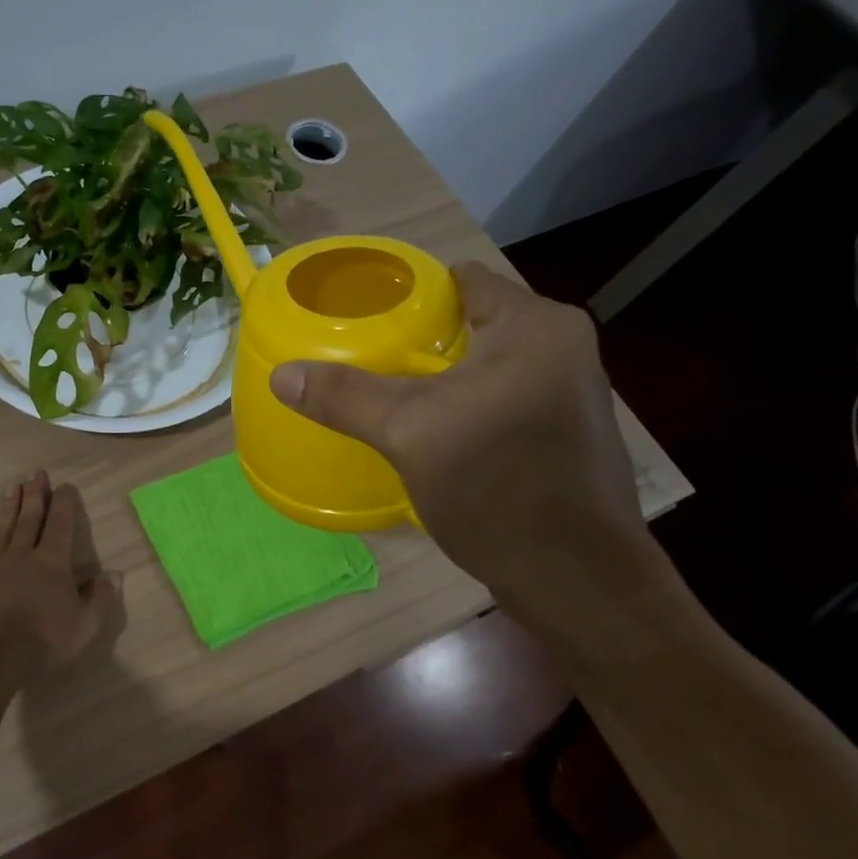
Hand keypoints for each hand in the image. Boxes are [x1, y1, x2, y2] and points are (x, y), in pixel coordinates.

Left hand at [0, 470, 120, 674]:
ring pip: (4, 527)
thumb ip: (100, 598)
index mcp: (52, 561)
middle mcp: (23, 554)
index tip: (65, 485)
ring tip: (12, 487)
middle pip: (30, 518)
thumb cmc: (43, 640)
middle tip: (35, 472)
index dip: (64, 503)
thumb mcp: (84, 625)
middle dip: (35, 494)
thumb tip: (114, 574)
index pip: (60, 524)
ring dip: (10, 506)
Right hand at [270, 263, 657, 622]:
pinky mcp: (563, 432)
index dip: (409, 292)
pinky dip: (464, 402)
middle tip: (364, 355)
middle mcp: (562, 346)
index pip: (462, 280)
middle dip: (419, 338)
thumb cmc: (498, 487)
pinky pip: (501, 396)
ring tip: (387, 389)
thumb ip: (346, 397)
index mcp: (536, 326)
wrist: (575, 579)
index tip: (363, 312)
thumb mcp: (410, 434)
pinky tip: (431, 429)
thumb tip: (282, 375)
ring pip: (486, 363)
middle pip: (473, 322)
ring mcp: (568, 391)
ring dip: (441, 374)